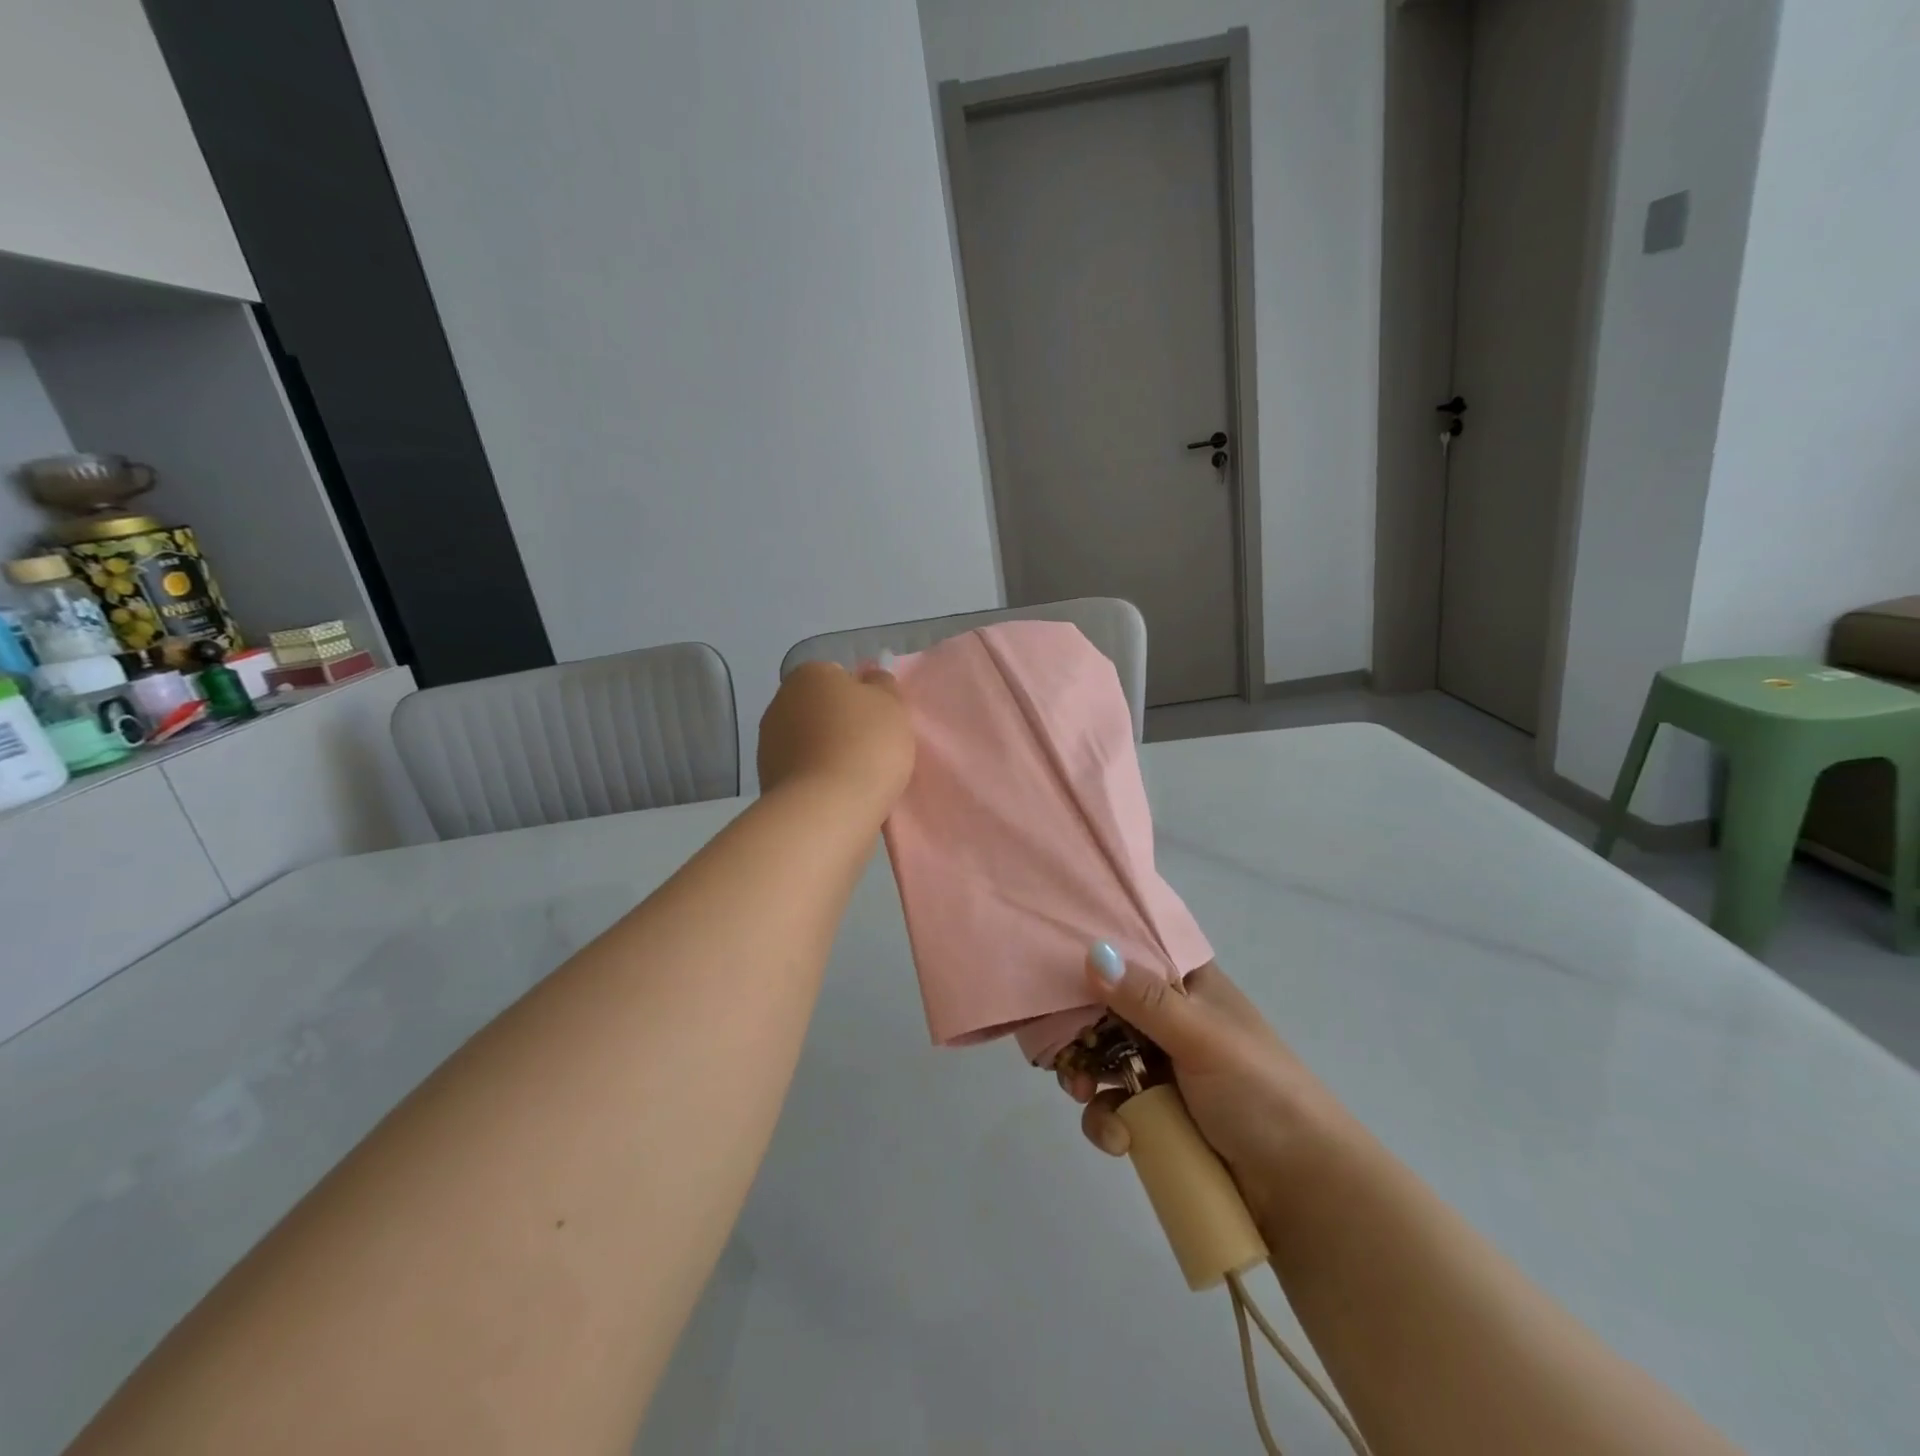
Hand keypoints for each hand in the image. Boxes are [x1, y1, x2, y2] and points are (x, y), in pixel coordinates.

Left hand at [757, 660, 914, 814]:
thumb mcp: (891, 704)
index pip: (837, 676)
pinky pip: (802, 771)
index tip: (878, 721)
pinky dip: (817, 778)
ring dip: (827, 753)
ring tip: (856, 777)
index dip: (860, 698)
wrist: (829, 807)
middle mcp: (780, 701)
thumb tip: (869, 678)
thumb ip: (881, 685)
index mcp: (809, 675)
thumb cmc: (866, 744)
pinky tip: (837, 794)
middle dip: (840, 725)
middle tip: (870, 748)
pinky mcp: (767, 779)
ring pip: (808, 741)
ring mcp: (768, 742)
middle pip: (820, 709)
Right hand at [1059, 950, 1347, 1231]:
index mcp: (1188, 985)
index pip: (1132, 955)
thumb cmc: (1259, 1092)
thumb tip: (1093, 952)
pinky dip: (1107, 1120)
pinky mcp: (1159, 1113)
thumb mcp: (1202, 1038)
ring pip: (1102, 1058)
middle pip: (1105, 1009)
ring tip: (1082, 1096)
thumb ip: (1145, 999)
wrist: (1304, 1188)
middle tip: (1062, 1051)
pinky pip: (1114, 1106)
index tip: (1054, 971)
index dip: (1094, 961)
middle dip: (1078, 1032)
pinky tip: (1119, 1140)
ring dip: (1084, 1077)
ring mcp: (1164, 1067)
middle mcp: (1171, 1018)